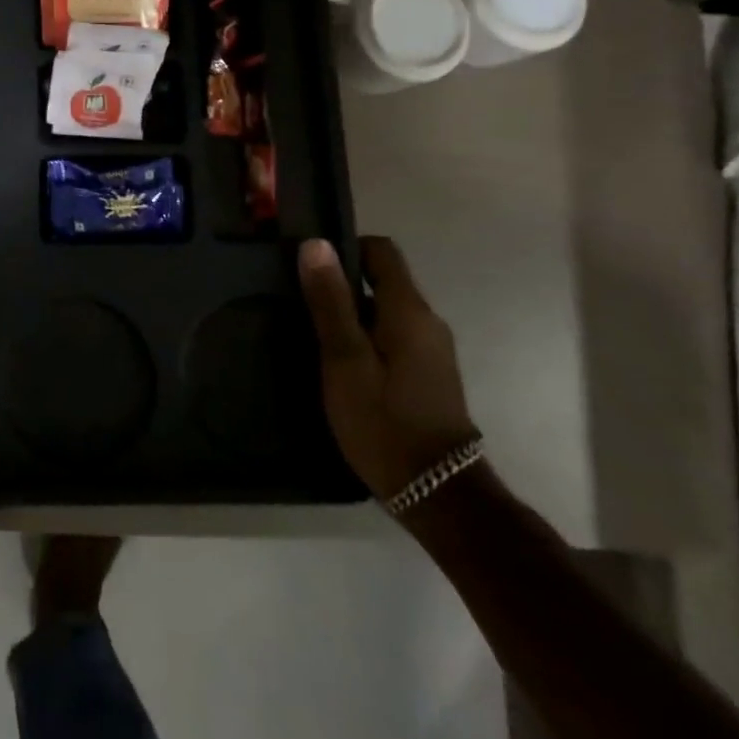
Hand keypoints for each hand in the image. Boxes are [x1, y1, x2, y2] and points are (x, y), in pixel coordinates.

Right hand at [298, 235, 479, 505]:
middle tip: (299, 301)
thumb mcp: (344, 359)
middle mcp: (427, 321)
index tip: (308, 266)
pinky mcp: (428, 375)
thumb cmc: (384, 421)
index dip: (343, 248)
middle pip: (382, 280)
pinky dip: (365, 338)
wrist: (438, 494)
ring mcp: (431, 350)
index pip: (380, 250)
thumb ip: (330, 301)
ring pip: (384, 311)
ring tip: (312, 333)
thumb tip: (316, 243)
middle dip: (341, 284)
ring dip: (350, 314)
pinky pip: (392, 336)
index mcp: (408, 310)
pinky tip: (339, 364)